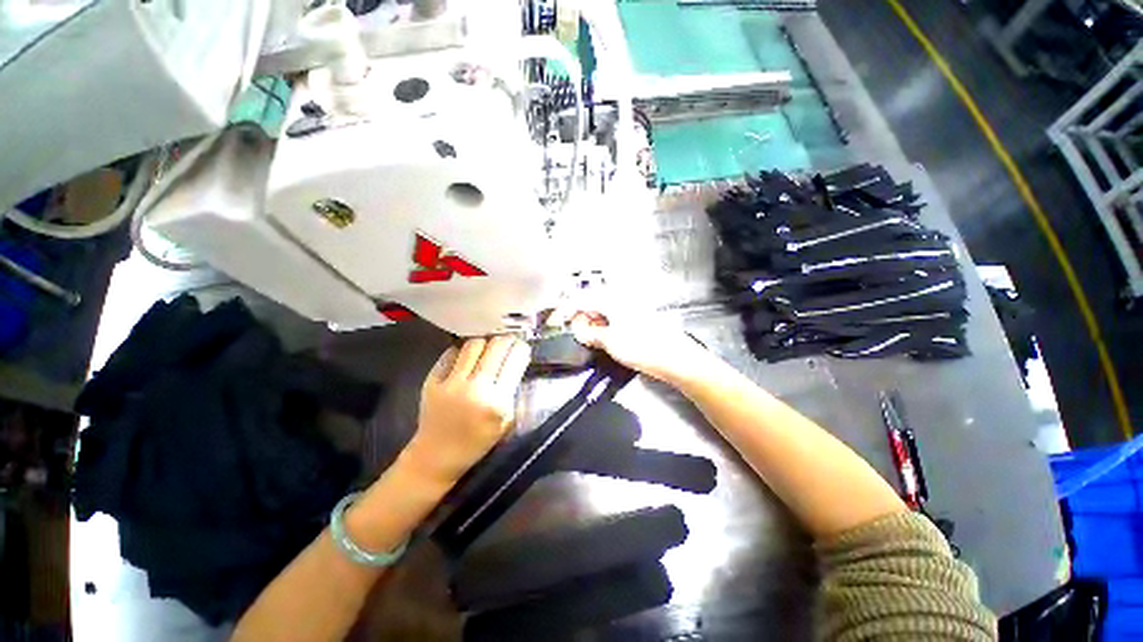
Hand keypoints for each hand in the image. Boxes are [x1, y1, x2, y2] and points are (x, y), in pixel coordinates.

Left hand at [403, 336, 531, 485]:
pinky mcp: (432, 380)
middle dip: (506, 340)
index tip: (522, 347)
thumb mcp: (506, 422)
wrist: (436, 456)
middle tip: (507, 342)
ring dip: (484, 342)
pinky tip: (467, 357)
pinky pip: (452, 353)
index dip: (521, 349)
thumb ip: (512, 391)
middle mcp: (475, 387)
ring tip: (487, 347)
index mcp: (497, 401)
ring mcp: (451, 382)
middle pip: (496, 345)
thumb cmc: (477, 442)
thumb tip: (515, 361)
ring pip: (473, 344)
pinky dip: (462, 351)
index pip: (515, 360)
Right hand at [568, 311, 712, 383]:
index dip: (569, 309)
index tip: (561, 320)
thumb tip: (580, 330)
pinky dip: (607, 326)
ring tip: (591, 339)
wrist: (676, 358)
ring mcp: (632, 308)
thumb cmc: (643, 347)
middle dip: (583, 317)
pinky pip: (617, 318)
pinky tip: (607, 339)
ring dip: (595, 323)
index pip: (583, 299)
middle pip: (594, 303)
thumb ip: (590, 334)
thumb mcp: (610, 341)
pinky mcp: (640, 319)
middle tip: (578, 333)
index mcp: (613, 300)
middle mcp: (622, 299)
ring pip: (605, 312)